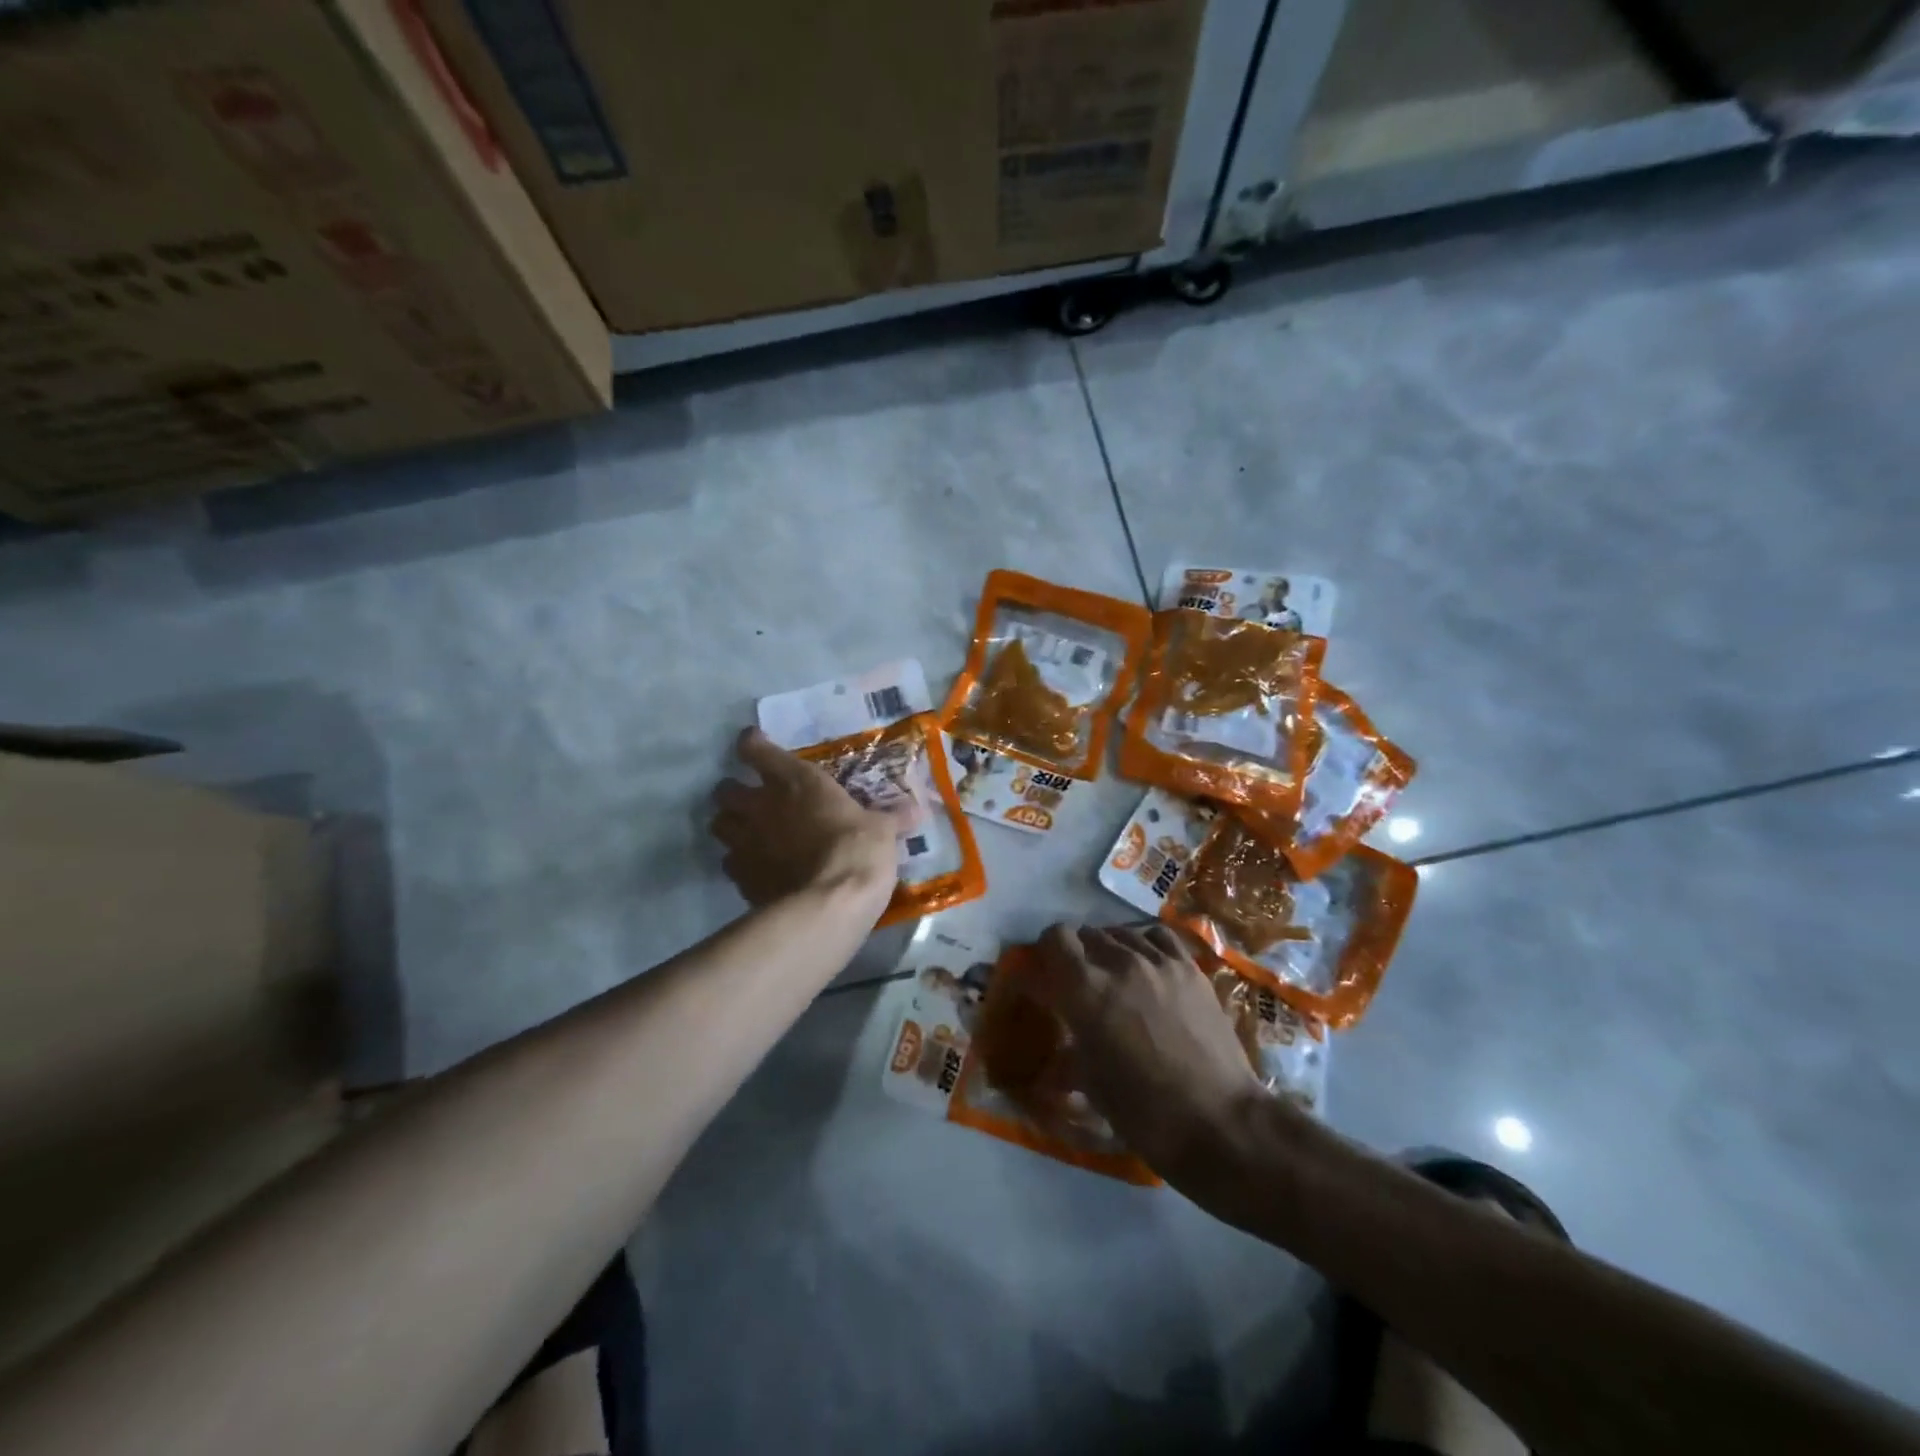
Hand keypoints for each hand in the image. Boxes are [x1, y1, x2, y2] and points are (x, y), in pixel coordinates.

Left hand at [711, 728, 902, 915]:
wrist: (828, 903)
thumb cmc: (857, 849)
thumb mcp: (882, 830)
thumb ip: (891, 818)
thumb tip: (917, 810)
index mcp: (794, 780)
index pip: (755, 748)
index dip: (752, 744)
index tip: (756, 745)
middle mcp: (760, 805)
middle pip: (725, 790)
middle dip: (734, 793)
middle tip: (753, 801)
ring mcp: (745, 842)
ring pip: (719, 825)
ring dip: (731, 826)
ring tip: (749, 834)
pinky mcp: (741, 878)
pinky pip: (730, 864)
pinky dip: (740, 864)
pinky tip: (759, 870)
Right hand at [1024, 923, 1270, 1186]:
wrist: (1218, 1121)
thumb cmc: (1144, 1111)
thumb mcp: (1090, 1083)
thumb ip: (1069, 1048)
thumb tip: (1056, 1049)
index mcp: (1085, 989)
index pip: (1055, 938)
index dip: (1047, 951)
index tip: (1048, 972)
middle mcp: (1119, 962)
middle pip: (1088, 934)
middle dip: (1079, 954)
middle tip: (1083, 983)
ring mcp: (1159, 961)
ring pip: (1122, 933)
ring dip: (1111, 949)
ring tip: (1117, 977)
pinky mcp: (1190, 968)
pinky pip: (1158, 936)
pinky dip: (1145, 943)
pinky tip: (1148, 965)